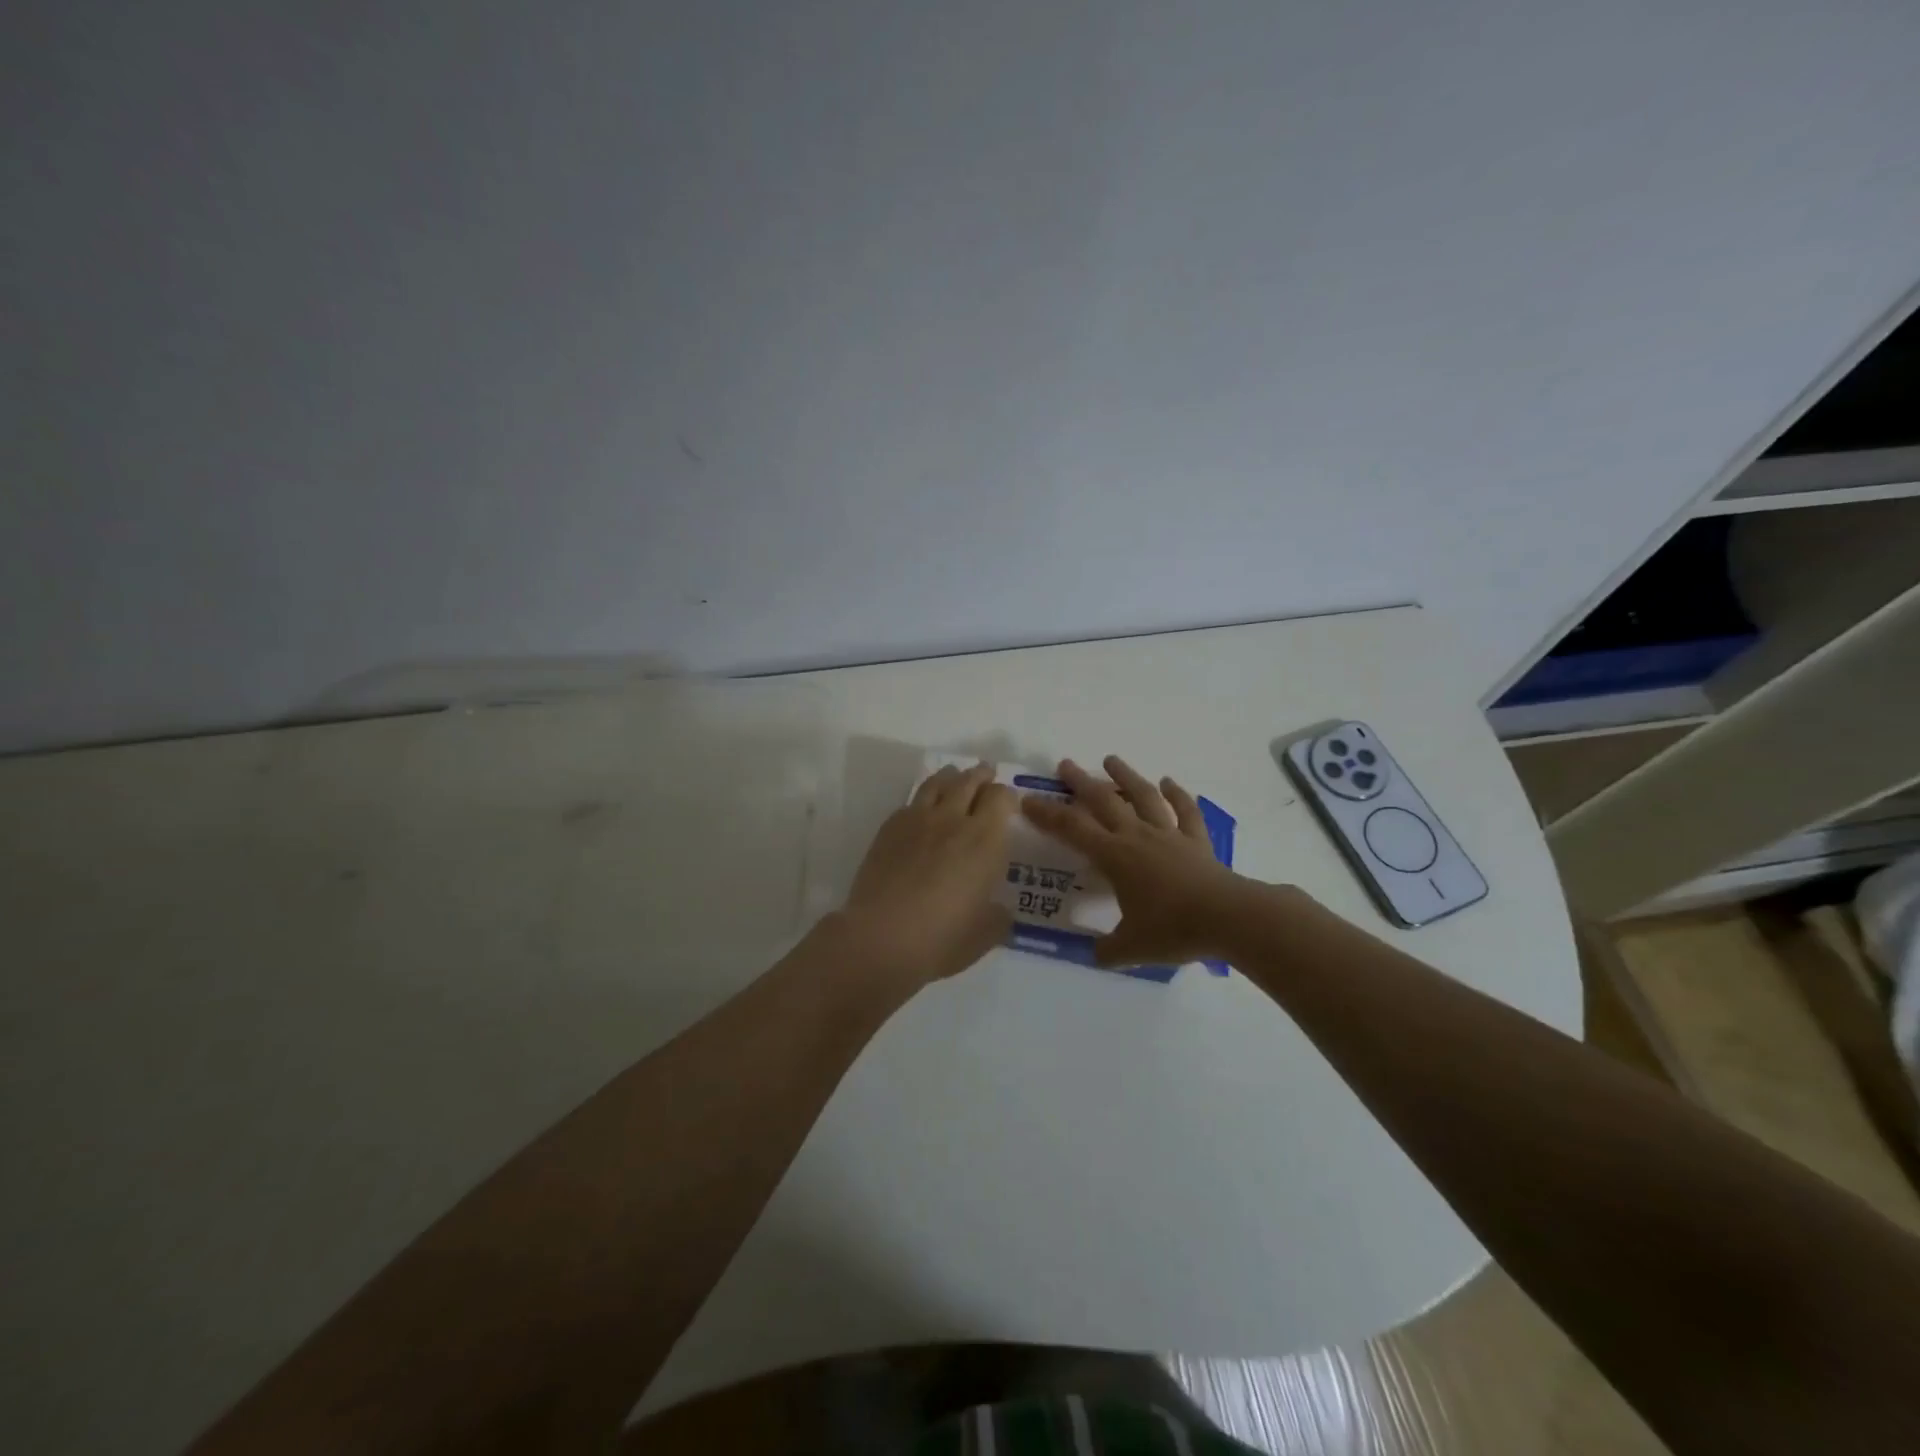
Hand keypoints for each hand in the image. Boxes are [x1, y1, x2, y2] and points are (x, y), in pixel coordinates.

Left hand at [835, 762, 1018, 987]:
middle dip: (981, 775)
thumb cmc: (942, 940)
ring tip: (955, 774)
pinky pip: (911, 801)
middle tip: (986, 772)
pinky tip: (923, 808)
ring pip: (938, 783)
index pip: (1001, 798)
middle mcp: (953, 820)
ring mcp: (917, 820)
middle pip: (970, 781)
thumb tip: (1000, 909)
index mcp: (985, 840)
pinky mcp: (889, 828)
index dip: (1007, 795)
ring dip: (951, 776)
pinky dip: (923, 798)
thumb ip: (998, 916)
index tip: (1008, 802)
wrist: (881, 938)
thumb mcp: (985, 935)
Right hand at [1021, 755, 1245, 967]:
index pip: (1072, 829)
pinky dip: (1178, 795)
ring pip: (1144, 796)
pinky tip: (1170, 782)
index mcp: (1115, 857)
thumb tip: (1093, 954)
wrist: (1228, 918)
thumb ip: (1107, 950)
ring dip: (1126, 776)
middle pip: (1104, 801)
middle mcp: (1138, 837)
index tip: (1028, 800)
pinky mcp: (1197, 841)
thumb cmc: (1173, 929)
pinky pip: (1186, 812)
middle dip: (1081, 782)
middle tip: (1065, 764)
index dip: (1047, 814)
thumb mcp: (1131, 947)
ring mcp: (1169, 835)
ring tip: (1111, 759)